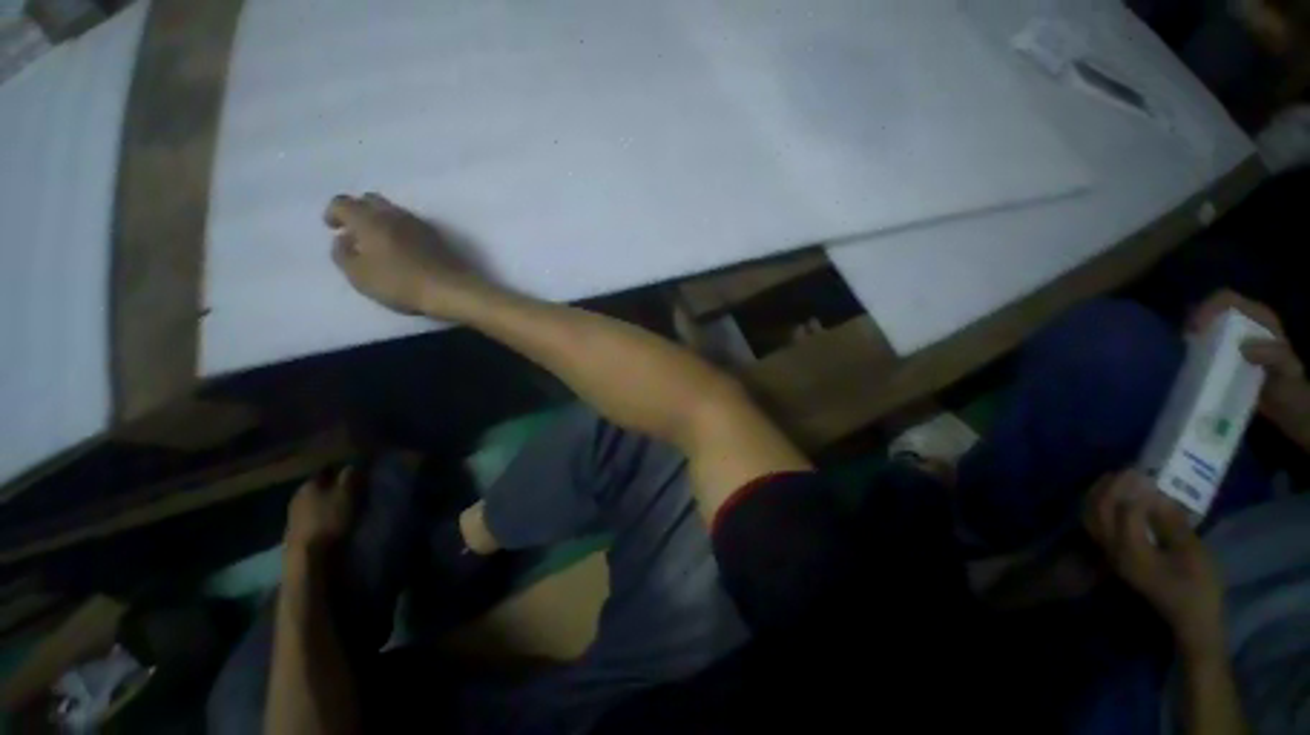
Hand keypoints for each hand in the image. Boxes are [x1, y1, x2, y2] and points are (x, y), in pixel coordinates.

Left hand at [285, 467, 357, 555]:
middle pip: (318, 487)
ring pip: (314, 502)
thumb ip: (349, 479)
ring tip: (342, 507)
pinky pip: (311, 516)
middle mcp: (298, 495)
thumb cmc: (328, 519)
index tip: (353, 474)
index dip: (340, 470)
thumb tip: (350, 466)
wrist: (306, 554)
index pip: (326, 470)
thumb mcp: (345, 495)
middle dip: (332, 487)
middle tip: (350, 491)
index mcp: (310, 484)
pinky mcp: (294, 530)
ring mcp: (293, 514)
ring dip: (325, 503)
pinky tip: (329, 521)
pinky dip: (320, 516)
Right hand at [325, 193, 485, 318]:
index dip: (333, 213)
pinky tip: (400, 249)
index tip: (332, 227)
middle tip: (354, 232)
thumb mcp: (359, 275)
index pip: (343, 202)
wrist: (453, 290)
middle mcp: (394, 213)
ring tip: (377, 242)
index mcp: (369, 218)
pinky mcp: (438, 237)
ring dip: (380, 221)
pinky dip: (400, 230)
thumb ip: (342, 254)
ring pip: (393, 211)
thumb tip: (343, 239)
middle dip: (358, 211)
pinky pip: (411, 225)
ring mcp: (420, 223)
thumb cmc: (401, 283)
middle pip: (370, 200)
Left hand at [1084, 471, 1225, 657]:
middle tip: (1129, 469)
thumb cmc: (1198, 587)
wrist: (1191, 620)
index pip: (1125, 513)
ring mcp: (1109, 554)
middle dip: (1111, 487)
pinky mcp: (1113, 555)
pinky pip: (1095, 525)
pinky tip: (1111, 495)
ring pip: (1091, 517)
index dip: (1137, 492)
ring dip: (1099, 494)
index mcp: (1131, 552)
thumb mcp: (1193, 553)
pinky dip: (1097, 506)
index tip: (1149, 474)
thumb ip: (1172, 523)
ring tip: (1116, 476)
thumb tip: (1157, 496)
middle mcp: (1112, 551)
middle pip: (1100, 511)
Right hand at [1191, 290, 1309, 447]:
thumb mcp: (1286, 369)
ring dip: (1190, 337)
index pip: (1225, 299)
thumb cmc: (1287, 384)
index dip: (1207, 308)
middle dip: (1193, 323)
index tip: (1196, 329)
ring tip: (1184, 354)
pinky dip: (1191, 351)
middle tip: (1185, 343)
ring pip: (1202, 327)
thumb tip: (1243, 347)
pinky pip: (1201, 344)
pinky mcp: (1220, 354)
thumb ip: (1273, 355)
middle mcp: (1241, 322)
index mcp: (1258, 317)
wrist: (1284, 405)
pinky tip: (1189, 363)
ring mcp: (1229, 338)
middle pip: (1209, 311)